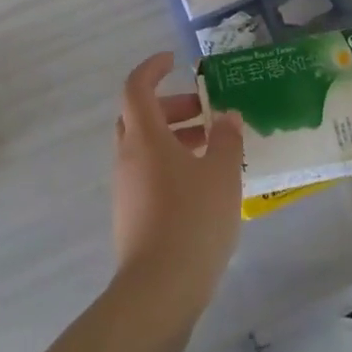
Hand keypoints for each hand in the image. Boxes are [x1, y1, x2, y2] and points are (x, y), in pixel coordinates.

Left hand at [112, 52, 244, 317]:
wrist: (159, 290)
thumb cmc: (192, 220)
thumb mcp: (221, 174)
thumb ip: (226, 140)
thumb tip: (227, 117)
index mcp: (144, 136)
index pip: (136, 87)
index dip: (153, 69)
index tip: (174, 61)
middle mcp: (128, 155)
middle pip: (140, 116)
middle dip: (171, 106)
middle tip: (205, 112)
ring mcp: (125, 187)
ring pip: (145, 147)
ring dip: (174, 137)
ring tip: (212, 149)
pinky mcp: (130, 214)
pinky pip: (148, 173)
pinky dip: (170, 164)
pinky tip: (201, 185)